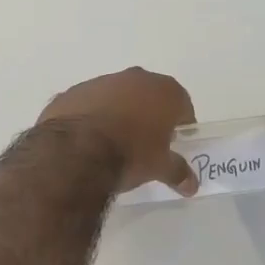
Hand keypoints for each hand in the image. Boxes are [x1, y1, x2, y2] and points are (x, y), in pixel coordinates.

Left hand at [38, 67, 197, 195]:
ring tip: (112, 142)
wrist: (75, 152)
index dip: (180, 126)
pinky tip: (86, 140)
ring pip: (117, 96)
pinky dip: (91, 116)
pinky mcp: (72, 92)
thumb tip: (192, 185)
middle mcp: (135, 78)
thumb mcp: (159, 167)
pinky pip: (89, 104)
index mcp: (164, 91)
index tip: (174, 144)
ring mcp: (101, 82)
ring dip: (118, 113)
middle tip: (145, 143)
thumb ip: (177, 171)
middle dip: (149, 115)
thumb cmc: (130, 155)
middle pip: (149, 96)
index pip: (182, 106)